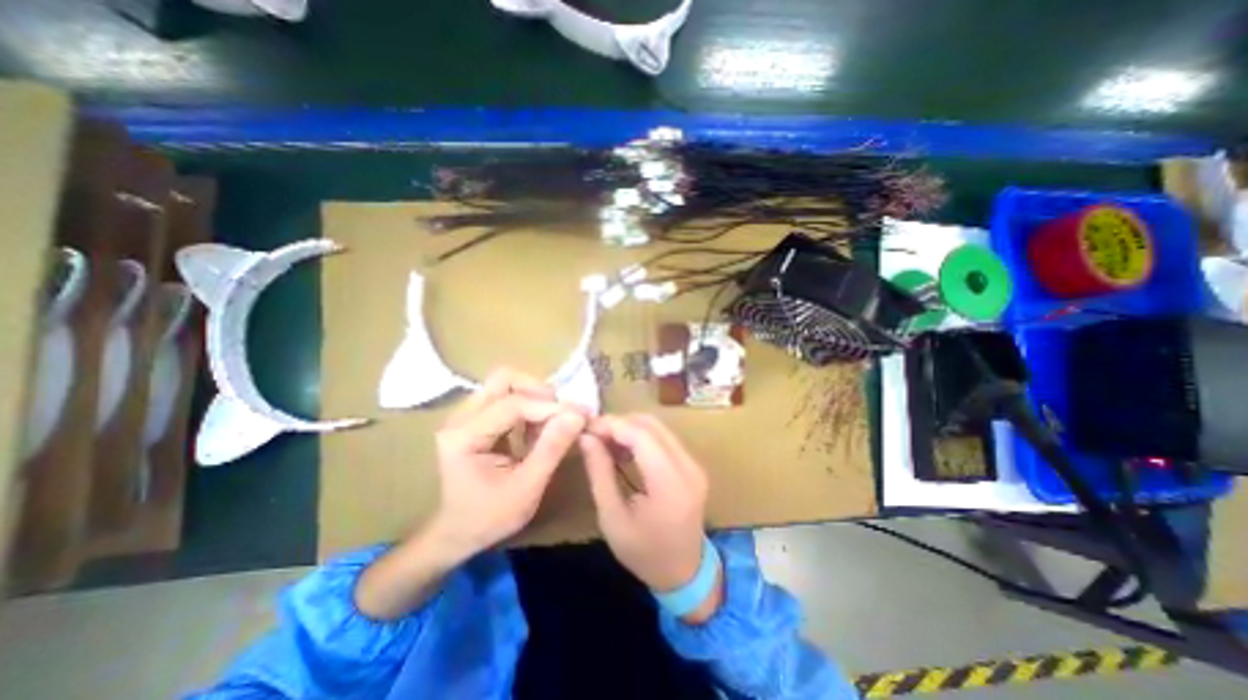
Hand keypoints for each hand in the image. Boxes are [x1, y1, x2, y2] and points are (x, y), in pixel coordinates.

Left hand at [430, 370, 585, 559]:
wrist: (458, 534)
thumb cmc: (490, 517)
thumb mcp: (527, 488)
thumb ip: (552, 449)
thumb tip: (578, 415)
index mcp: (464, 436)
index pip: (513, 404)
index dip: (549, 407)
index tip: (580, 416)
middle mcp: (460, 418)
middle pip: (504, 379)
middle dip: (538, 391)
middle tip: (562, 412)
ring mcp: (466, 415)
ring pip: (506, 384)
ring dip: (535, 397)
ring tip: (553, 421)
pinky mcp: (476, 418)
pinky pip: (506, 396)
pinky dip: (529, 405)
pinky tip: (538, 428)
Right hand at [581, 415, 706, 596]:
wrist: (684, 573)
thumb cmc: (643, 553)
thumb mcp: (612, 518)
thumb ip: (599, 473)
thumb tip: (586, 438)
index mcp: (670, 484)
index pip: (641, 435)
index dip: (612, 425)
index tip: (587, 427)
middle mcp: (688, 467)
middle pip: (651, 425)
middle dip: (620, 423)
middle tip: (594, 435)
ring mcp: (694, 464)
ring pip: (658, 428)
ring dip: (630, 428)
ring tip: (605, 443)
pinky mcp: (693, 465)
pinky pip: (664, 439)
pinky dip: (642, 437)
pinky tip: (624, 450)